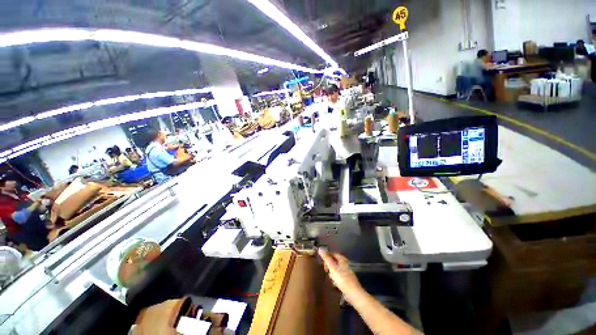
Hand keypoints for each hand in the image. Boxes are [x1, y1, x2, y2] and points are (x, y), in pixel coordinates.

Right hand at [318, 249, 362, 298]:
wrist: (354, 294)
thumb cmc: (342, 279)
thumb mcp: (332, 268)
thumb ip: (326, 258)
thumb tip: (320, 248)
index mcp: (342, 259)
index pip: (333, 253)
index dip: (327, 256)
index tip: (321, 261)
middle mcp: (345, 264)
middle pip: (334, 261)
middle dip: (329, 264)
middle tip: (325, 270)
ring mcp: (346, 272)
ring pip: (336, 269)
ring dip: (331, 272)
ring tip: (329, 276)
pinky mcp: (347, 279)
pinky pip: (339, 275)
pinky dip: (335, 277)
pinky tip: (334, 283)